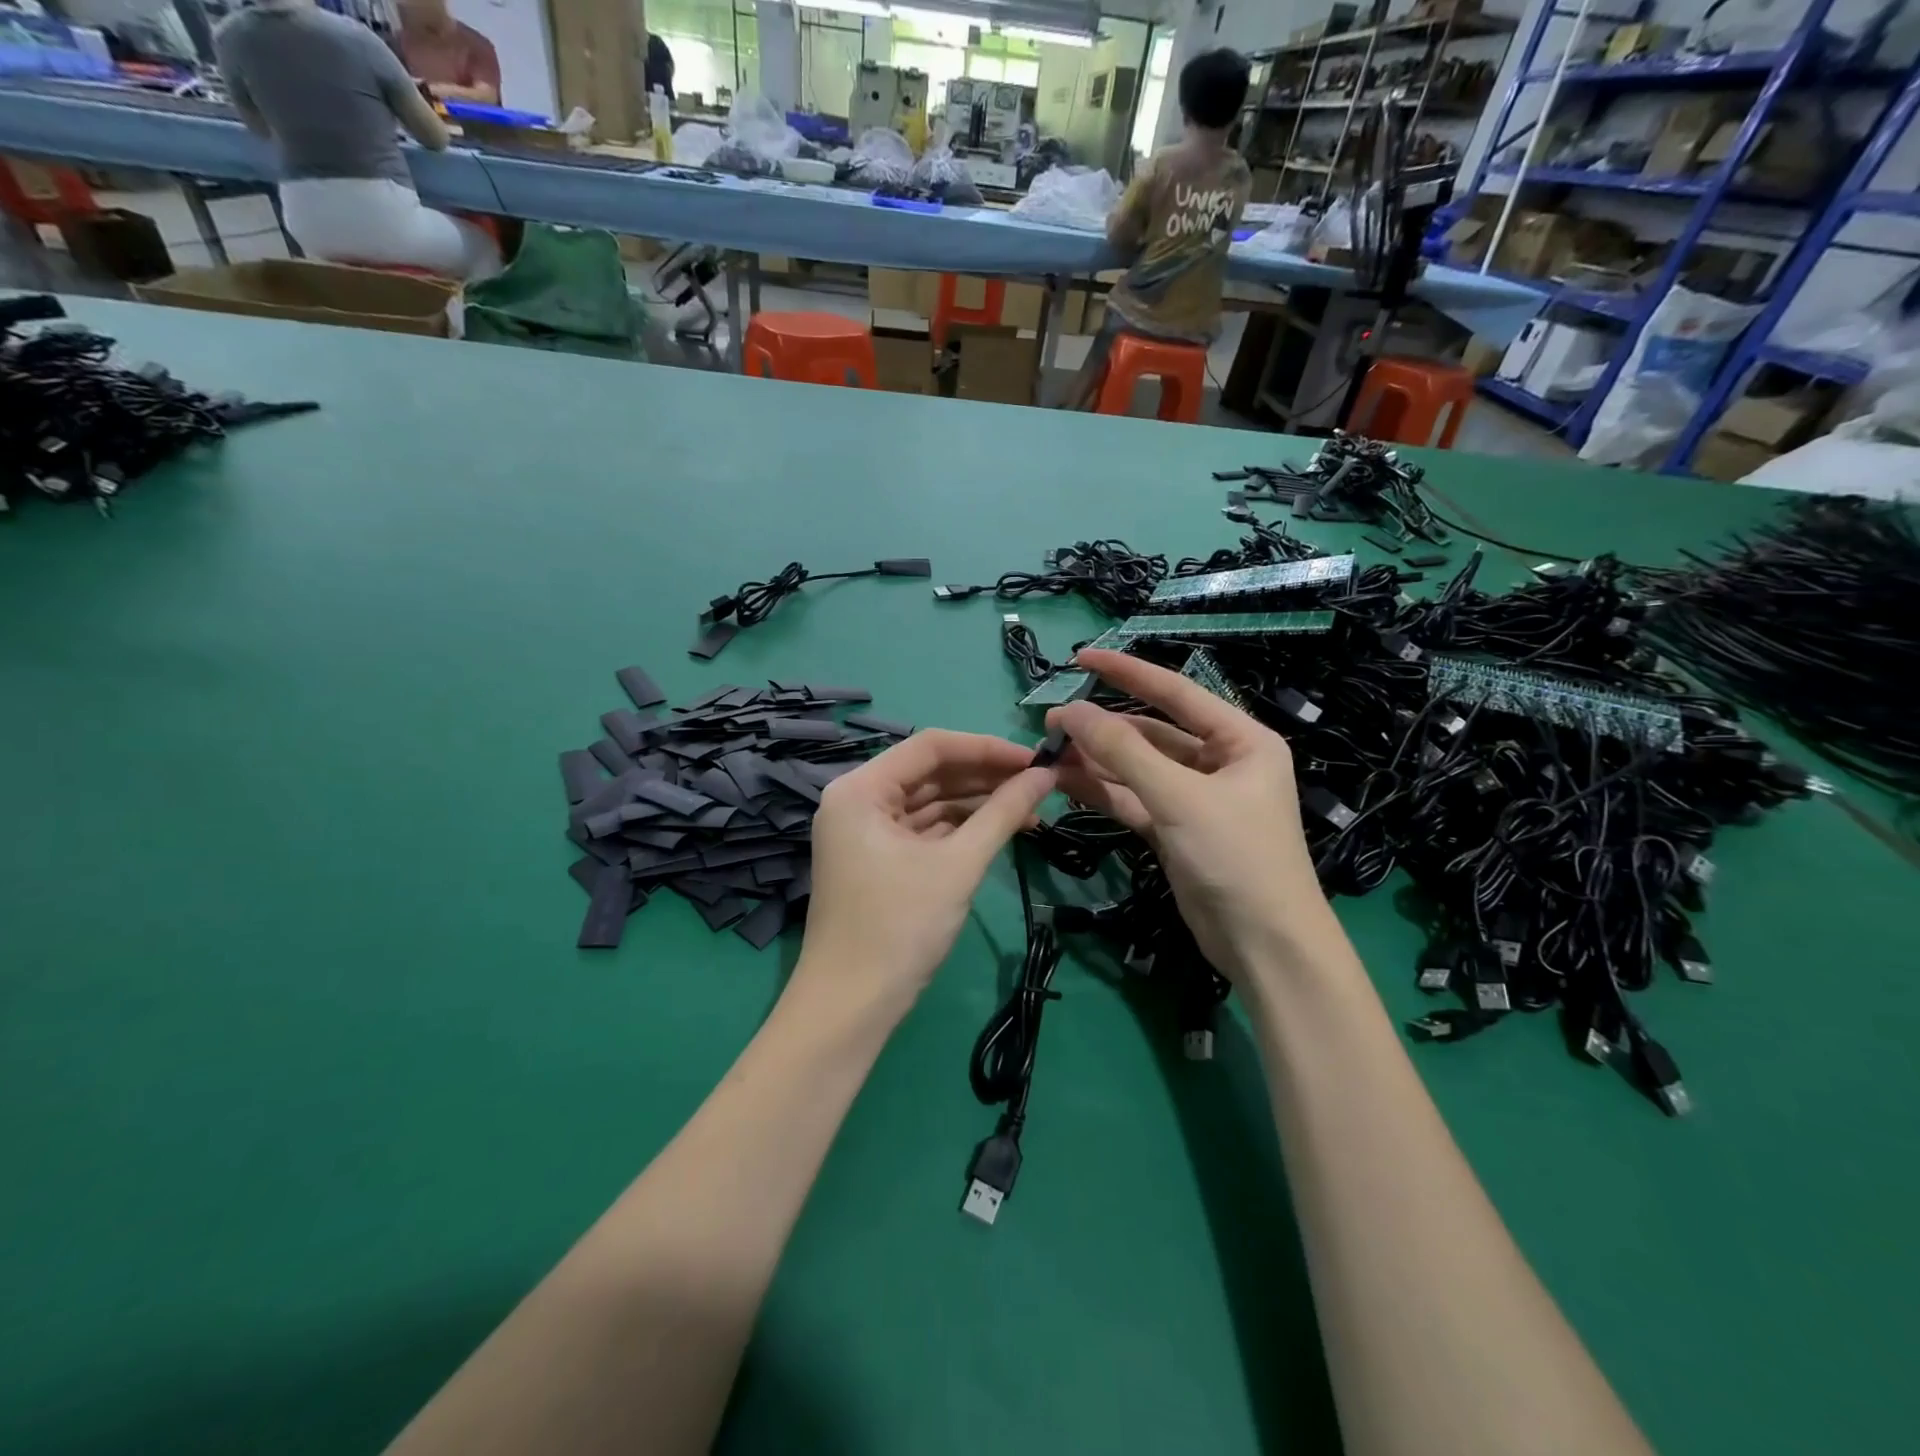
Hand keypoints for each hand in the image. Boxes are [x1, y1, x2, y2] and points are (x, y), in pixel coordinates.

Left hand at [795, 731, 1054, 1016]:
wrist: (851, 1007)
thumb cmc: (900, 927)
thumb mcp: (958, 864)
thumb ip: (1003, 813)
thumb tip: (1046, 775)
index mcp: (861, 789)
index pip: (930, 747)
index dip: (986, 748)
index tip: (1035, 758)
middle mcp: (858, 800)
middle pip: (930, 773)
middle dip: (985, 777)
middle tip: (1040, 784)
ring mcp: (866, 832)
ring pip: (930, 802)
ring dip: (978, 804)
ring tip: (1032, 808)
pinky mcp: (878, 859)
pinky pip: (925, 830)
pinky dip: (961, 829)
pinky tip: (1001, 830)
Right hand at [1047, 649, 1331, 979]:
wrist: (1264, 946)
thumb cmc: (1236, 857)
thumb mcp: (1179, 798)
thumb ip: (1123, 752)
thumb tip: (1070, 711)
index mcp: (1240, 740)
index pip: (1175, 693)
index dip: (1127, 672)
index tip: (1081, 658)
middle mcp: (1219, 762)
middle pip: (1151, 733)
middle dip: (1103, 728)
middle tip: (1051, 722)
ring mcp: (1195, 798)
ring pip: (1137, 769)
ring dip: (1097, 762)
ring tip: (1049, 753)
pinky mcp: (1176, 830)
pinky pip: (1134, 800)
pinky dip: (1104, 793)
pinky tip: (1066, 783)